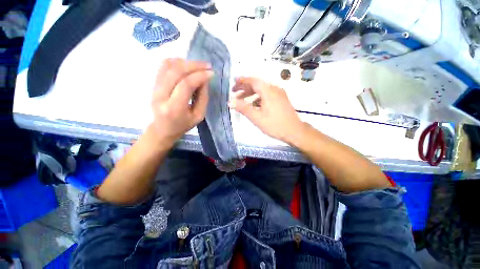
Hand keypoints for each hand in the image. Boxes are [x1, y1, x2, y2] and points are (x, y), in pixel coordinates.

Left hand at [150, 58, 212, 145]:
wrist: (163, 128)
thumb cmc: (183, 125)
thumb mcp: (199, 115)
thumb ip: (203, 97)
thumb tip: (205, 79)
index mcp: (174, 108)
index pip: (186, 85)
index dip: (200, 76)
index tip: (211, 73)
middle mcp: (161, 96)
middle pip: (176, 71)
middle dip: (194, 65)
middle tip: (207, 66)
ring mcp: (154, 88)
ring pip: (168, 66)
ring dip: (185, 62)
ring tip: (198, 65)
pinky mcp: (153, 84)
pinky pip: (163, 66)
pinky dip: (176, 62)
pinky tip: (186, 65)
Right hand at [229, 77, 304, 144]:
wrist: (294, 131)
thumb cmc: (275, 125)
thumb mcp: (257, 117)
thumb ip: (243, 108)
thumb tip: (230, 102)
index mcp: (268, 91)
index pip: (253, 81)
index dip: (242, 81)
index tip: (233, 82)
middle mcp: (274, 89)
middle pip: (257, 84)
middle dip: (245, 88)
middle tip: (234, 93)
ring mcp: (279, 94)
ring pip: (262, 90)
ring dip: (251, 93)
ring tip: (242, 100)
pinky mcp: (281, 99)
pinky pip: (267, 95)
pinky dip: (258, 97)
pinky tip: (254, 104)